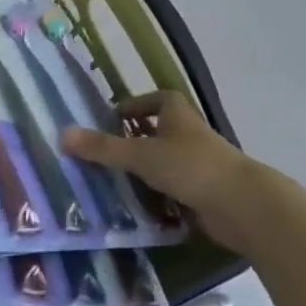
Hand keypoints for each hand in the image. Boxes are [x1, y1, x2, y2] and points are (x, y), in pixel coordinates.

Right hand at [62, 91, 274, 251]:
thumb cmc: (191, 167)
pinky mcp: (205, 193)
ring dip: (144, 171)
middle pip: (158, 131)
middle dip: (134, 140)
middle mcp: (189, 134)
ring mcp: (199, 164)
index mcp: (177, 114)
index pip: (154, 99)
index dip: (133, 106)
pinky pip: (174, 189)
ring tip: (113, 182)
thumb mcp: (140, 155)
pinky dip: (158, 196)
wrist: (244, 206)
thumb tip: (61, 134)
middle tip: (103, 153)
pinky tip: (138, 207)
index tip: (111, 120)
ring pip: (165, 162)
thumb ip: (102, 147)